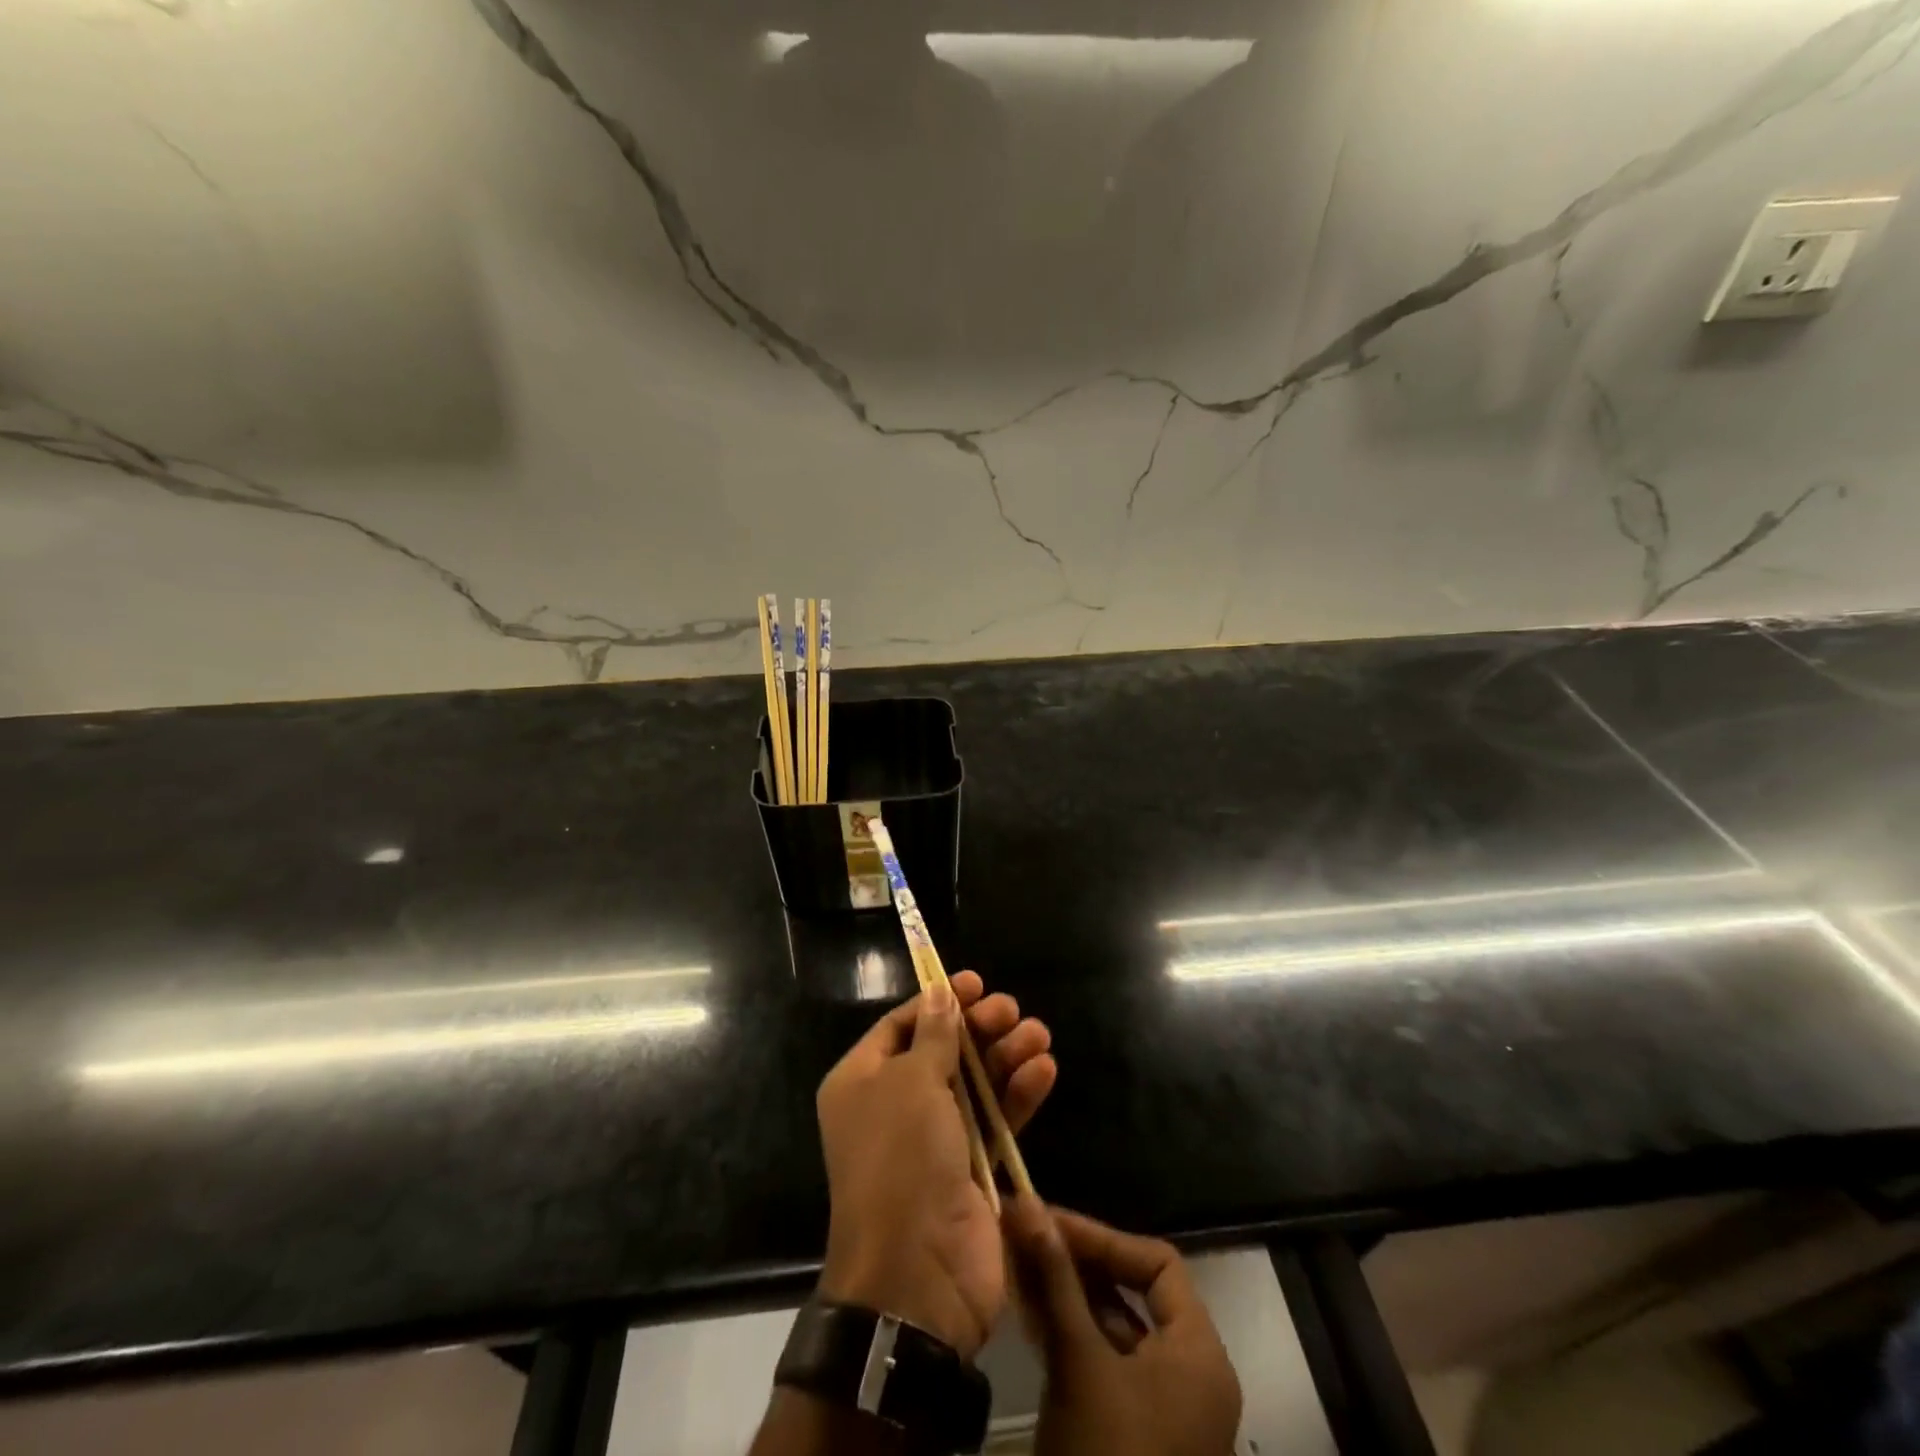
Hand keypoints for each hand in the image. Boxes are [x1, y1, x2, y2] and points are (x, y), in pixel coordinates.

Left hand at [816, 972, 1056, 1359]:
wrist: (917, 1274)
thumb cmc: (902, 1159)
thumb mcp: (911, 1083)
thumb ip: (934, 1035)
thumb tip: (940, 993)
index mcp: (862, 1082)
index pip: (901, 1025)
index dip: (937, 1001)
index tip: (974, 983)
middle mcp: (895, 1105)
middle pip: (943, 1050)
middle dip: (978, 1027)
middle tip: (1010, 1009)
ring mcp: (934, 1139)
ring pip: (975, 1082)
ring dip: (1006, 1056)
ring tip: (1038, 1035)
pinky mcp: (971, 1168)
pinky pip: (996, 1119)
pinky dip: (1019, 1094)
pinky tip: (1044, 1070)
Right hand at [1006, 1198, 1241, 1455]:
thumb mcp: (1079, 1361)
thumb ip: (1056, 1278)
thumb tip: (1027, 1204)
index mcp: (1199, 1353)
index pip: (1157, 1263)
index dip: (1102, 1236)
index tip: (1049, 1221)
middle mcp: (1190, 1373)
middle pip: (1135, 1291)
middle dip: (1078, 1261)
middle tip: (1028, 1236)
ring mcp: (1163, 1406)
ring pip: (1114, 1325)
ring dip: (1067, 1293)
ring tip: (1020, 1263)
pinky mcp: (1134, 1430)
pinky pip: (1105, 1360)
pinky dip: (1070, 1332)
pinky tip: (1030, 1312)